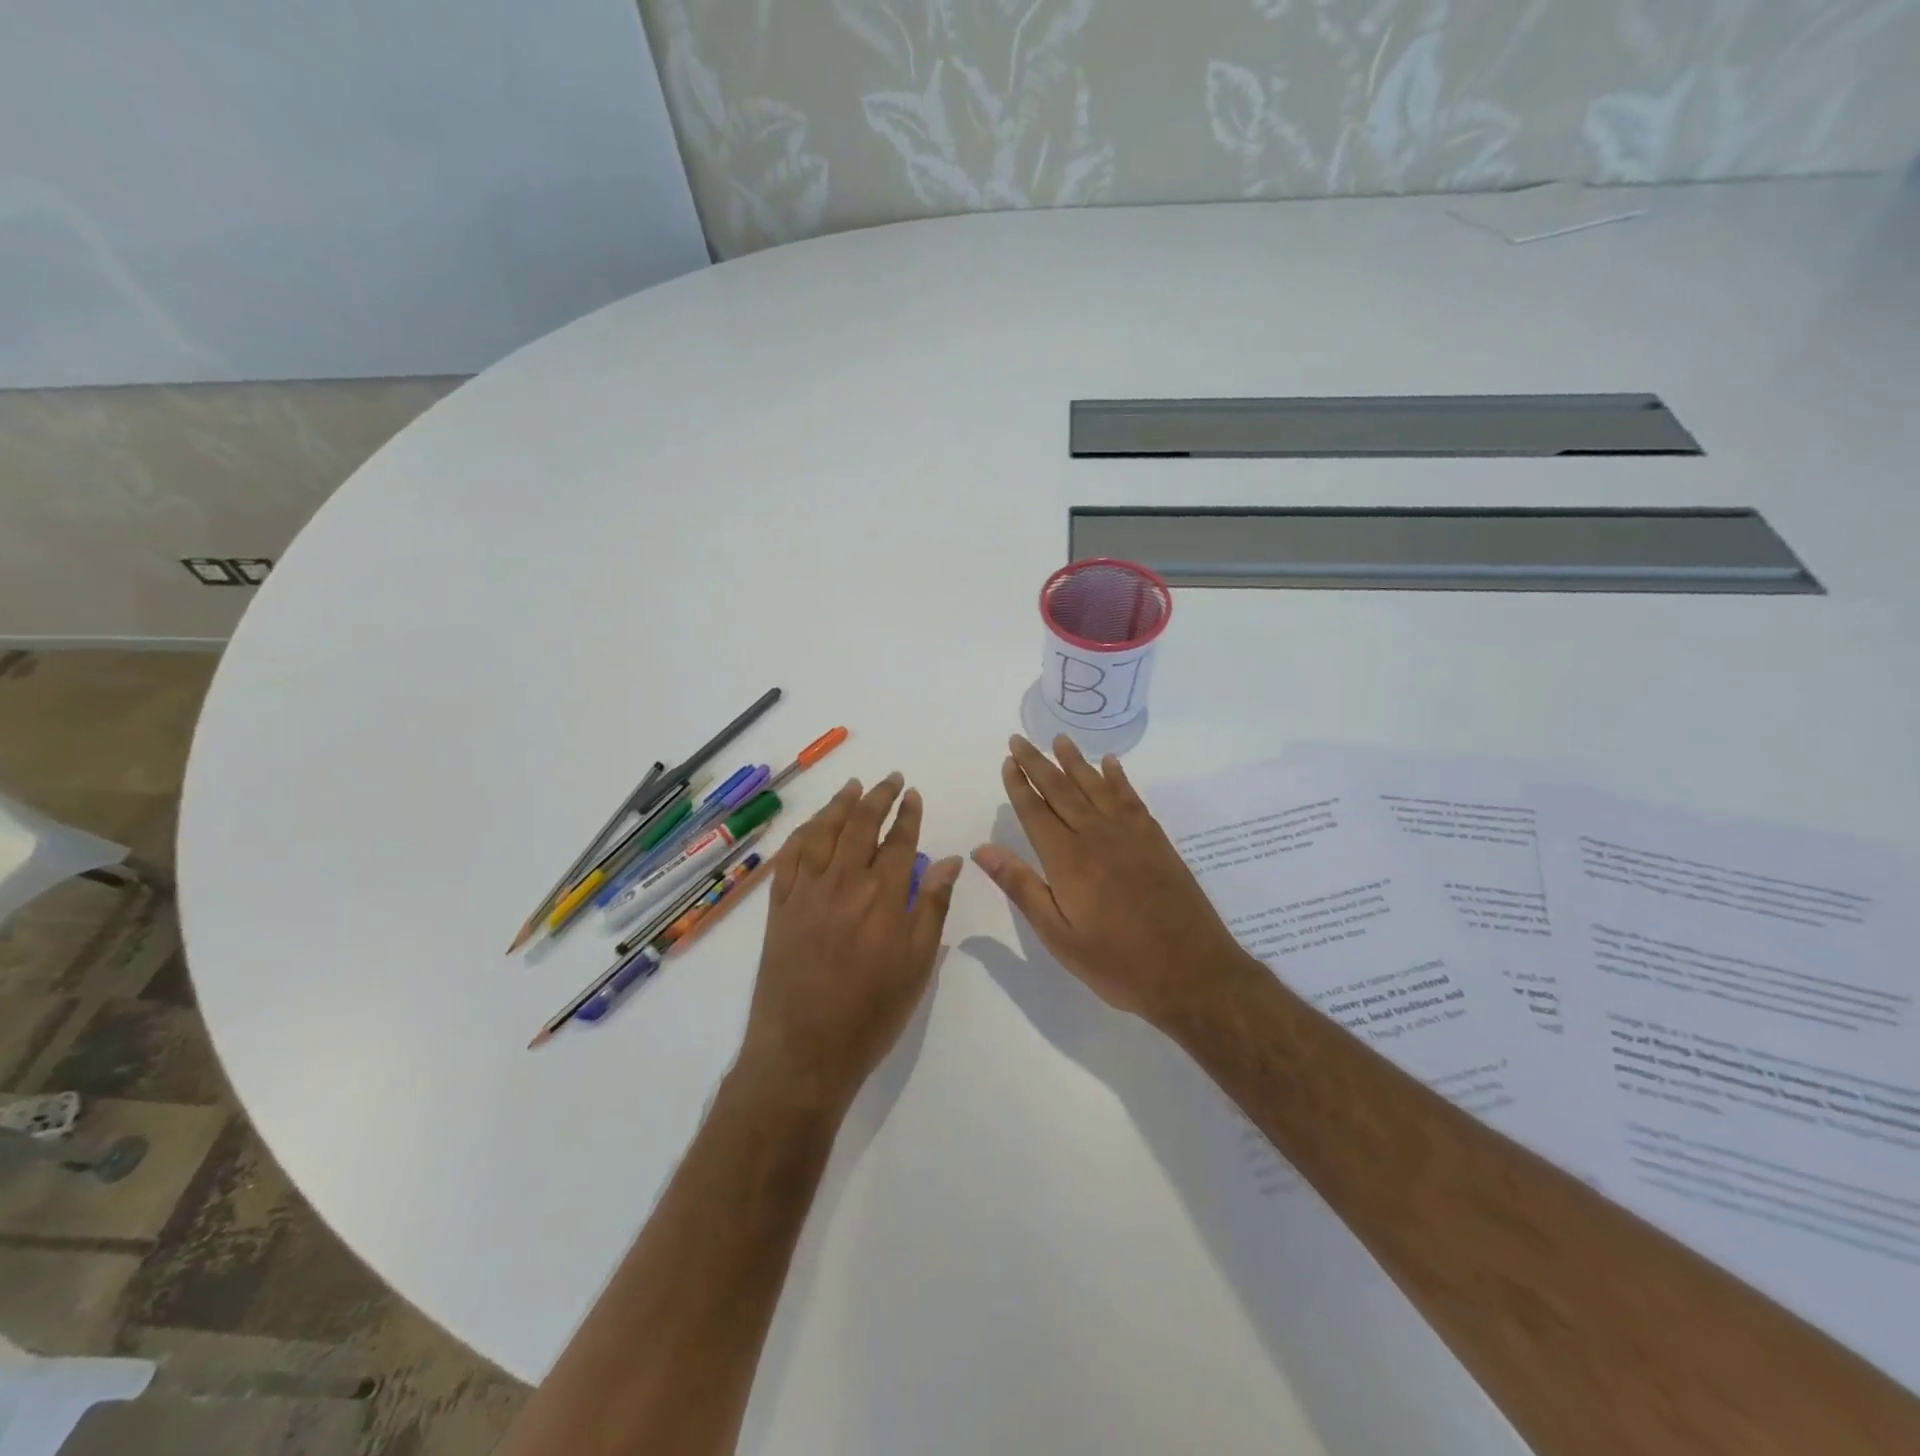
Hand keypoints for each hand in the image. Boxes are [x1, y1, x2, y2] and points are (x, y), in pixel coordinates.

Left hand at [739, 774, 961, 1111]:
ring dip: (840, 805)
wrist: (804, 1051)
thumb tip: (950, 859)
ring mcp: (805, 892)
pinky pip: (789, 857)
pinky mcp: (779, 906)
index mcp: (882, 896)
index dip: (908, 814)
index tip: (914, 795)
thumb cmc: (872, 1012)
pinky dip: (803, 833)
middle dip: (878, 797)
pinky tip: (813, 825)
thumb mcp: (917, 964)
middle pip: (861, 825)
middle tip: (890, 779)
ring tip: (853, 786)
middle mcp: (842, 882)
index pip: (899, 840)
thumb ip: (932, 906)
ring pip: (823, 833)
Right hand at [973, 736, 1255, 1028]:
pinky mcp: (1156, 840)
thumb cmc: (1117, 963)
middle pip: (1061, 790)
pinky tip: (1110, 764)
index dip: (1019, 785)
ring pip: (1095, 786)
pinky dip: (1118, 778)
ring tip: (1058, 739)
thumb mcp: (1058, 935)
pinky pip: (1131, 798)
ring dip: (1074, 761)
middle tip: (1020, 739)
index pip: (1035, 812)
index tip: (1006, 761)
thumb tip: (982, 849)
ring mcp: (1130, 834)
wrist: (1192, 972)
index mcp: (1068, 859)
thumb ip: (1021, 887)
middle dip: (1037, 764)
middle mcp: (1096, 835)